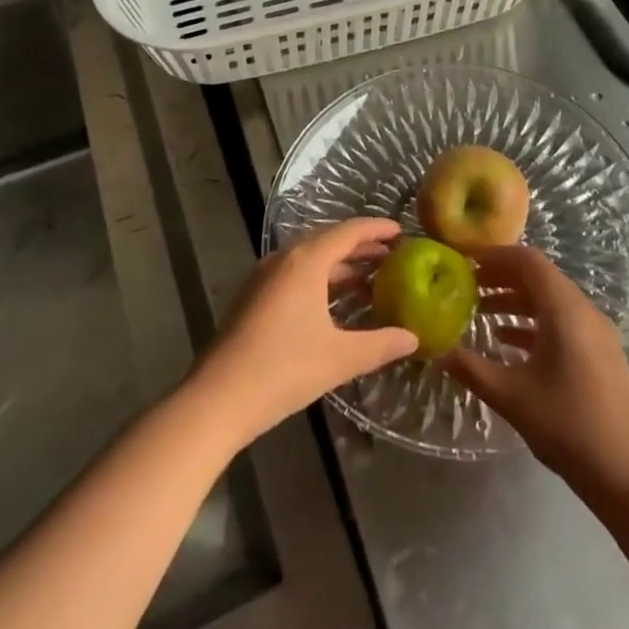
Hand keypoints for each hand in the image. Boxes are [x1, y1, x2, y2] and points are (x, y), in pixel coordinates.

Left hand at [195, 217, 418, 443]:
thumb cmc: (283, 370)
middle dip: (360, 247)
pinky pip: (294, 274)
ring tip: (368, 281)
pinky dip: (319, 279)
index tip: (401, 232)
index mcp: (306, 261)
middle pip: (328, 240)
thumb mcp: (339, 358)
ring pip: (309, 258)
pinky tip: (332, 305)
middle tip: (391, 257)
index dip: (376, 229)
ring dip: (339, 265)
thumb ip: (379, 345)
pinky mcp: (253, 297)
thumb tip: (412, 338)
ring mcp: (264, 277)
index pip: (349, 231)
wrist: (216, 399)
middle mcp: (284, 259)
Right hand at [444, 244, 628, 497]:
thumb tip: (435, 349)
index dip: (494, 256)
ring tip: (479, 312)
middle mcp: (583, 310)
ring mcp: (595, 332)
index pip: (527, 261)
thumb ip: (470, 368)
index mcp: (565, 309)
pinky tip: (507, 342)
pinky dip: (533, 323)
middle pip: (539, 277)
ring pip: (550, 300)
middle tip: (465, 285)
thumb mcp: (511, 396)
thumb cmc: (568, 426)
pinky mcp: (600, 353)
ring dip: (515, 301)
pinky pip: (562, 321)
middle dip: (501, 277)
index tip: (464, 261)